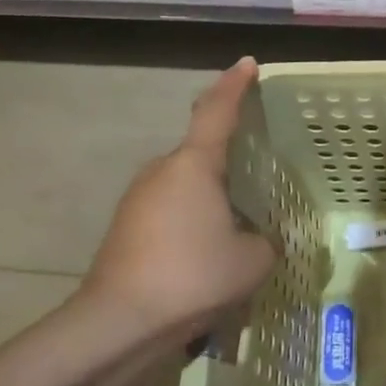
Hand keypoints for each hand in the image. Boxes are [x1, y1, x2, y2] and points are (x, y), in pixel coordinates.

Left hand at [79, 58, 277, 340]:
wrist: (120, 321)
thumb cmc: (193, 276)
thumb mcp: (253, 260)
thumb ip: (266, 240)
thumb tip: (258, 239)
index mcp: (194, 164)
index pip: (217, 110)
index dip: (235, 85)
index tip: (248, 64)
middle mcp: (162, 170)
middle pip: (201, 152)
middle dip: (229, 160)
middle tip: (260, 177)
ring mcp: (138, 198)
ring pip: (185, 185)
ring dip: (211, 198)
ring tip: (239, 228)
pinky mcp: (127, 227)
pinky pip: (171, 210)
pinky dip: (193, 220)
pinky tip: (208, 254)